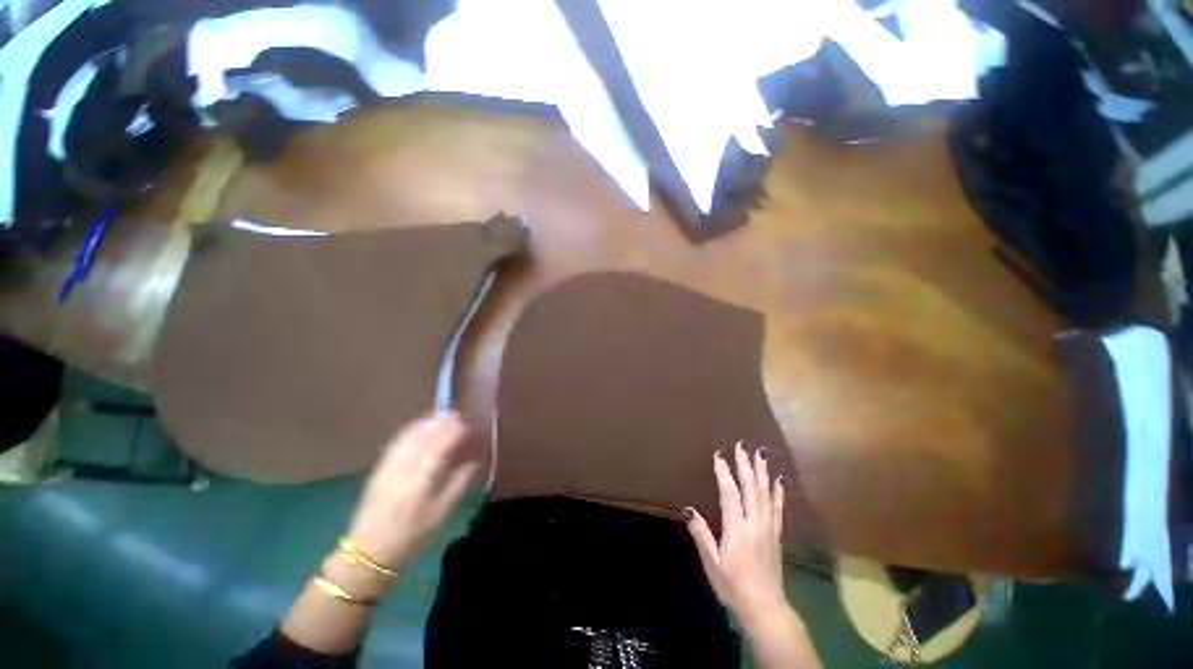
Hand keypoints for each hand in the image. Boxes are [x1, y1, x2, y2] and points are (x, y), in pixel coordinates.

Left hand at [346, 412, 478, 568]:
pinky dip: (410, 430)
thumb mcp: (441, 514)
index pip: (439, 448)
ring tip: (442, 415)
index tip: (467, 423)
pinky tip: (420, 425)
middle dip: (441, 423)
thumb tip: (475, 461)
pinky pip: (397, 443)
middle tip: (457, 414)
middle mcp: (403, 471)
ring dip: (426, 423)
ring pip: (409, 437)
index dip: (453, 432)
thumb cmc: (412, 536)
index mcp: (420, 483)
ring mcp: (388, 468)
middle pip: (423, 438)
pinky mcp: (379, 469)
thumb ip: (459, 484)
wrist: (369, 552)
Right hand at [685, 442, 787, 625]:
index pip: (730, 494)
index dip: (724, 473)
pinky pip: (778, 508)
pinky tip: (778, 479)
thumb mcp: (712, 564)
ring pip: (766, 494)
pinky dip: (778, 492)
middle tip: (742, 445)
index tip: (719, 455)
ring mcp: (768, 528)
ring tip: (761, 453)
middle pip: (751, 488)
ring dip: (762, 472)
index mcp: (737, 530)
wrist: (766, 609)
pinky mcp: (776, 534)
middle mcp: (755, 524)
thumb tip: (687, 510)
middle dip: (745, 465)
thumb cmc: (733, 587)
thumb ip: (702, 535)